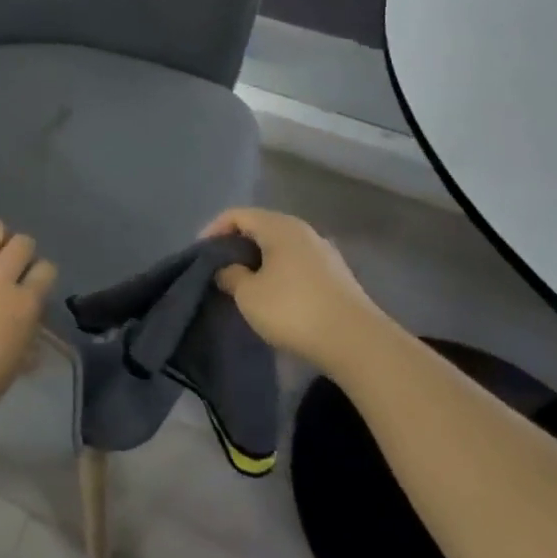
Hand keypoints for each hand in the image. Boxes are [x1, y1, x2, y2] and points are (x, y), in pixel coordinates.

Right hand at [202, 208, 378, 372]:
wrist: (357, 342)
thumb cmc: (293, 310)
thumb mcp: (248, 294)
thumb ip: (230, 275)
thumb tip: (227, 268)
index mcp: (279, 226)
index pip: (237, 215)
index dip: (213, 230)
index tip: (200, 256)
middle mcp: (303, 231)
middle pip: (260, 228)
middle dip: (236, 246)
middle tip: (218, 270)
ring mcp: (324, 253)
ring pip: (280, 247)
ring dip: (258, 262)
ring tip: (243, 285)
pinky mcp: (336, 276)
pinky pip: (297, 264)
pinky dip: (278, 273)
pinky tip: (273, 297)